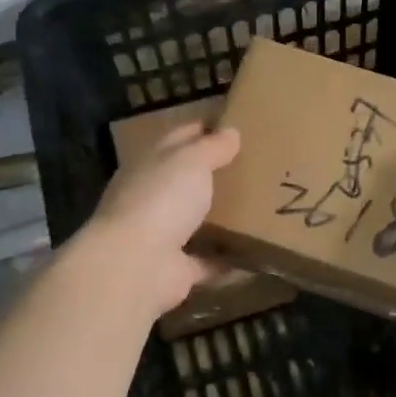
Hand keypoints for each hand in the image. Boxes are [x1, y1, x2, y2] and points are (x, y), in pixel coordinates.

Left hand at [83, 122, 241, 318]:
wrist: (135, 265)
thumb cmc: (161, 199)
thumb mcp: (191, 161)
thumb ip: (212, 147)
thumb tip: (231, 131)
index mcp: (149, 165)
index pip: (177, 139)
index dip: (202, 130)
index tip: (233, 127)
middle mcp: (151, 198)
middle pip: (185, 182)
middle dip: (214, 176)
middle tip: (255, 168)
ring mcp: (161, 236)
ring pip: (195, 222)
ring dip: (220, 220)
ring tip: (259, 210)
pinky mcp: (175, 270)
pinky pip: (207, 262)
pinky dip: (227, 261)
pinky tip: (256, 255)